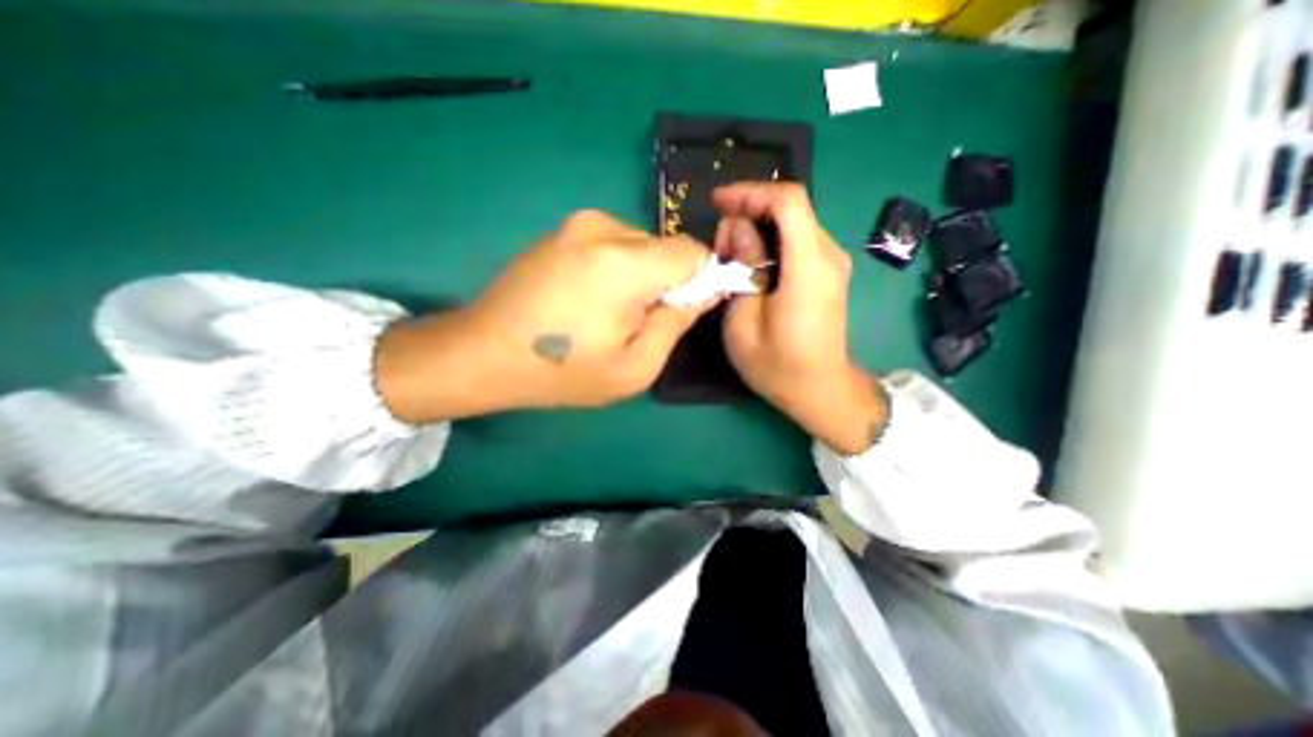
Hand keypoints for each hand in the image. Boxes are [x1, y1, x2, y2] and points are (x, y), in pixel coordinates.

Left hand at [370, 211, 715, 421]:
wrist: (481, 354)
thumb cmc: (561, 371)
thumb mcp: (634, 367)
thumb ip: (677, 323)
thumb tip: (707, 291)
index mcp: (624, 263)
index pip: (693, 252)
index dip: (701, 281)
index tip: (681, 312)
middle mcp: (602, 228)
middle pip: (666, 248)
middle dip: (667, 283)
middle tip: (637, 322)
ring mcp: (577, 224)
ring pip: (641, 245)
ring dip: (641, 277)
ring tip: (608, 313)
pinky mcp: (562, 230)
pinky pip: (614, 244)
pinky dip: (618, 269)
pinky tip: (588, 299)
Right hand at [714, 180, 885, 455]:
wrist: (820, 390)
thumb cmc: (778, 366)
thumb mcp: (744, 323)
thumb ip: (744, 269)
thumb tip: (740, 231)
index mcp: (809, 268)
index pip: (789, 201)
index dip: (751, 192)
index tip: (718, 202)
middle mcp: (829, 255)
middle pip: (789, 209)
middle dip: (748, 215)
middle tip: (719, 249)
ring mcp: (832, 263)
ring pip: (792, 223)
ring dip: (756, 230)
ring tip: (729, 259)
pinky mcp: (828, 272)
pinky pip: (797, 241)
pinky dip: (770, 242)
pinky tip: (750, 264)